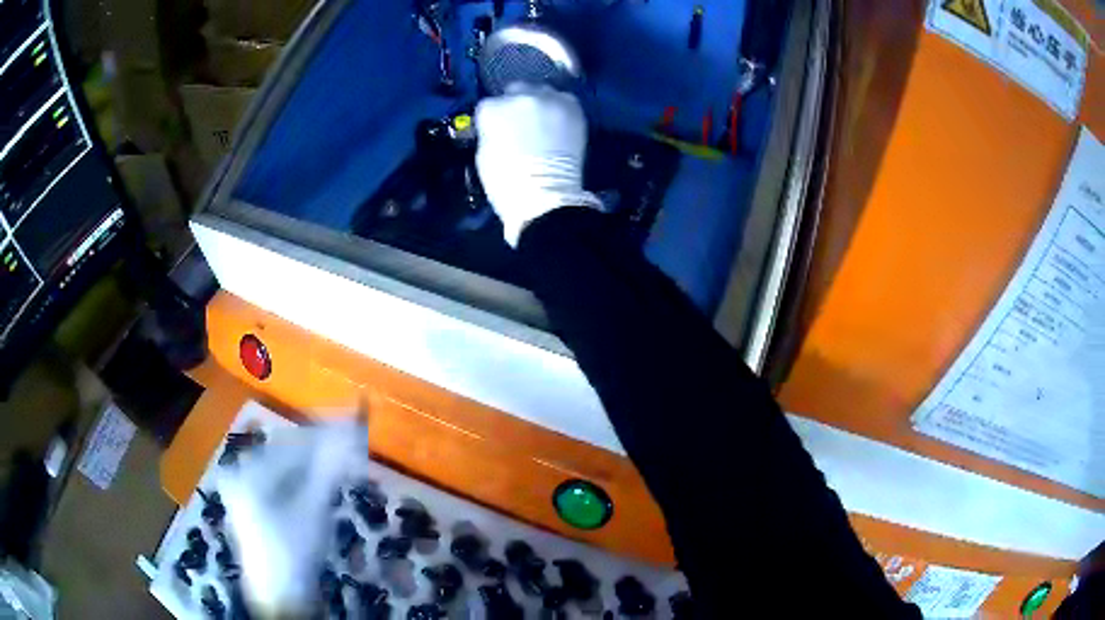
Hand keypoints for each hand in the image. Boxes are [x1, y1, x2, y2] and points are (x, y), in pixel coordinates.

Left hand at [217, 420, 368, 616]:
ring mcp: (248, 491)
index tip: (357, 427)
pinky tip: (326, 485)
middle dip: (323, 451)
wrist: (281, 598)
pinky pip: (285, 484)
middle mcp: (244, 474)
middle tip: (356, 450)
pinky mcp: (257, 507)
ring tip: (347, 467)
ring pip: (289, 469)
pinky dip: (308, 482)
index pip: (293, 443)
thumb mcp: (313, 510)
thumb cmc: (294, 553)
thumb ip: (330, 468)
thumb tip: (351, 430)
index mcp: (250, 471)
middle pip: (289, 453)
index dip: (327, 434)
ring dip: (318, 466)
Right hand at [475, 83, 600, 246]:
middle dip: (516, 104)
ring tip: (544, 123)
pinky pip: (565, 99)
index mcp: (492, 109)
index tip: (498, 130)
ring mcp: (549, 99)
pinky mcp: (573, 108)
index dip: (494, 118)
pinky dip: (561, 109)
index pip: (488, 104)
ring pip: (542, 91)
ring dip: (540, 103)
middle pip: (516, 89)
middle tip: (522, 124)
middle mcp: (520, 96)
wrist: (545, 196)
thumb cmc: (506, 182)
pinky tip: (559, 124)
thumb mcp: (484, 152)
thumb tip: (500, 125)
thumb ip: (491, 129)